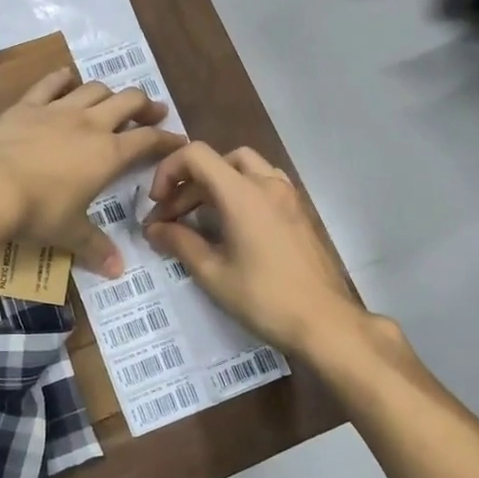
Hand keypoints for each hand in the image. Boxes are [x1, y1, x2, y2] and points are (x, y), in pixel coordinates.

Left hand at [0, 68, 185, 274]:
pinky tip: (67, 78)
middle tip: (154, 111)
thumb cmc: (37, 212)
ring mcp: (58, 110)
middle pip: (128, 102)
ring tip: (113, 100)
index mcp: (108, 155)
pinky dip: (63, 79)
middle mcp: (90, 125)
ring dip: (109, 92)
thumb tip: (118, 271)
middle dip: (146, 105)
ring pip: (94, 89)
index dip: (167, 139)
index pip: (148, 141)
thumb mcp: (70, 233)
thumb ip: (96, 247)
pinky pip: (50, 84)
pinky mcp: (27, 105)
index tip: (179, 140)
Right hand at [143, 143, 357, 355]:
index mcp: (242, 193)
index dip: (169, 171)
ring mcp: (288, 196)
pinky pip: (263, 184)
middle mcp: (267, 184)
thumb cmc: (264, 298)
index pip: (196, 155)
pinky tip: (232, 224)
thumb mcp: (213, 273)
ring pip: (244, 167)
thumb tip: (154, 229)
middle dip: (188, 184)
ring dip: (215, 183)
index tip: (158, 204)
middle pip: (218, 160)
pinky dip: (240, 191)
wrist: (324, 322)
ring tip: (200, 216)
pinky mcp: (299, 211)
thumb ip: (180, 243)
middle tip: (171, 218)